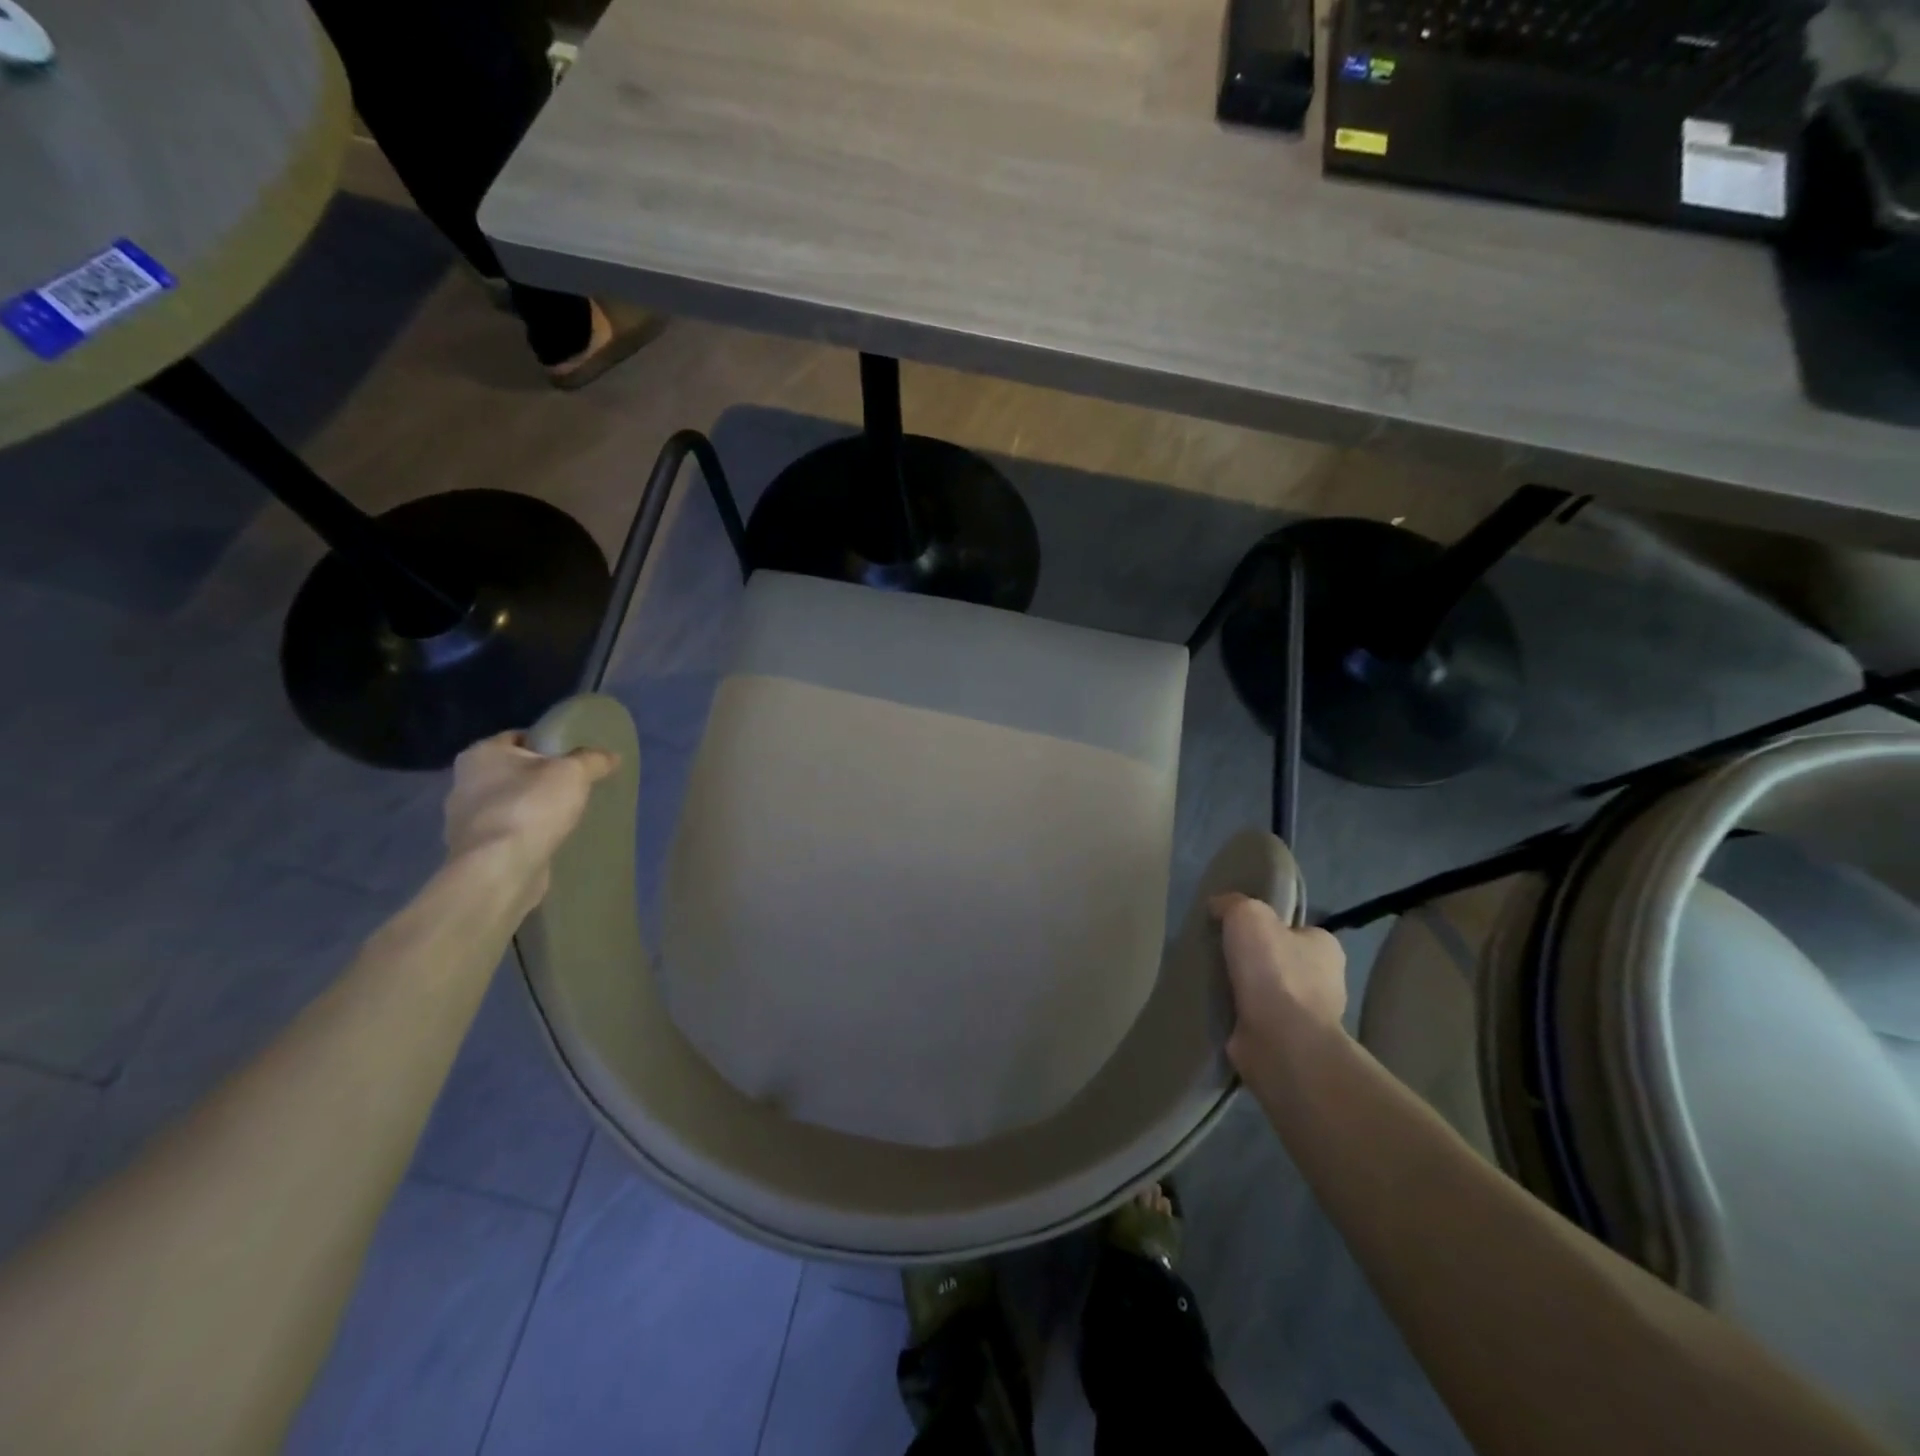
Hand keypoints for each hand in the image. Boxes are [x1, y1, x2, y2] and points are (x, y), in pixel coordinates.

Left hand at [443, 732, 618, 902]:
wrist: (499, 869)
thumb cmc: (531, 807)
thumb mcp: (573, 773)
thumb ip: (593, 760)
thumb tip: (611, 756)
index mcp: (481, 754)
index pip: (519, 737)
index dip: (548, 743)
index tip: (574, 756)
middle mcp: (464, 782)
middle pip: (513, 771)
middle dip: (540, 778)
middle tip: (575, 785)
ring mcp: (465, 819)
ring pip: (509, 803)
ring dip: (533, 808)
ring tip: (567, 815)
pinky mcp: (476, 850)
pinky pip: (508, 832)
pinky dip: (526, 834)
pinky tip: (550, 840)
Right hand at [1209, 893, 1347, 1080]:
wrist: (1280, 1042)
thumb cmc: (1274, 971)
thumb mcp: (1249, 915)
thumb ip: (1233, 903)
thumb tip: (1219, 906)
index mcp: (1326, 947)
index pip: (1294, 929)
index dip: (1266, 927)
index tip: (1236, 930)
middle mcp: (1324, 982)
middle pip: (1279, 961)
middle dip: (1251, 961)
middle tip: (1217, 955)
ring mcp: (1306, 1017)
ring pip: (1266, 993)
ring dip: (1242, 990)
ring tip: (1208, 982)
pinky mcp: (1285, 1043)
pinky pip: (1254, 1020)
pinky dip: (1236, 1015)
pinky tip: (1214, 1008)